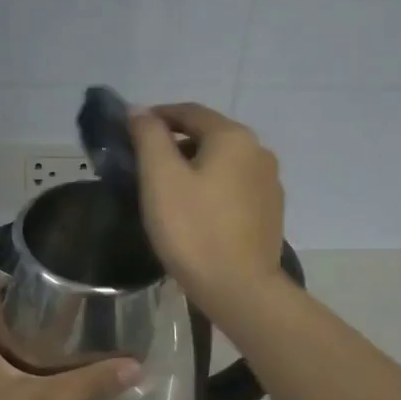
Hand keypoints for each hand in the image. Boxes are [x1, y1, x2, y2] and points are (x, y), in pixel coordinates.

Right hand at [127, 103, 286, 324]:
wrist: (240, 289)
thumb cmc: (193, 229)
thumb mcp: (161, 178)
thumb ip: (149, 137)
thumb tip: (139, 110)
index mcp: (233, 137)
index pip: (189, 111)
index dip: (157, 116)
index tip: (131, 130)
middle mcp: (258, 151)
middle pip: (209, 135)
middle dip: (175, 142)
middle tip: (144, 163)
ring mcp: (269, 183)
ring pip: (223, 162)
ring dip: (195, 165)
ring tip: (167, 189)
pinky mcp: (270, 211)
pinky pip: (234, 186)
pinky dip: (212, 187)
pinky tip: (196, 210)